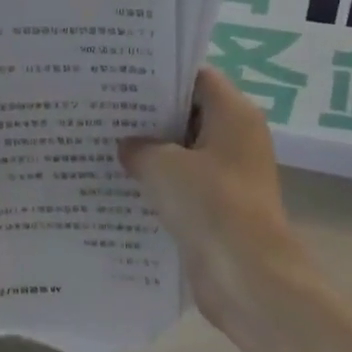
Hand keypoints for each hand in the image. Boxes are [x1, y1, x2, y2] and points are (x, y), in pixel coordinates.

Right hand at [119, 68, 302, 334]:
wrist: (246, 276)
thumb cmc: (210, 204)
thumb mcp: (162, 165)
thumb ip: (139, 147)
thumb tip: (128, 146)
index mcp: (234, 114)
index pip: (197, 76)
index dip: (161, 74)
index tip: (123, 77)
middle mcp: (237, 138)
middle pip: (190, 113)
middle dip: (150, 114)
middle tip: (105, 110)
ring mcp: (230, 175)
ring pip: (184, 152)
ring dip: (152, 152)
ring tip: (105, 145)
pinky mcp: (220, 208)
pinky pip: (185, 185)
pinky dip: (160, 184)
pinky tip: (122, 184)